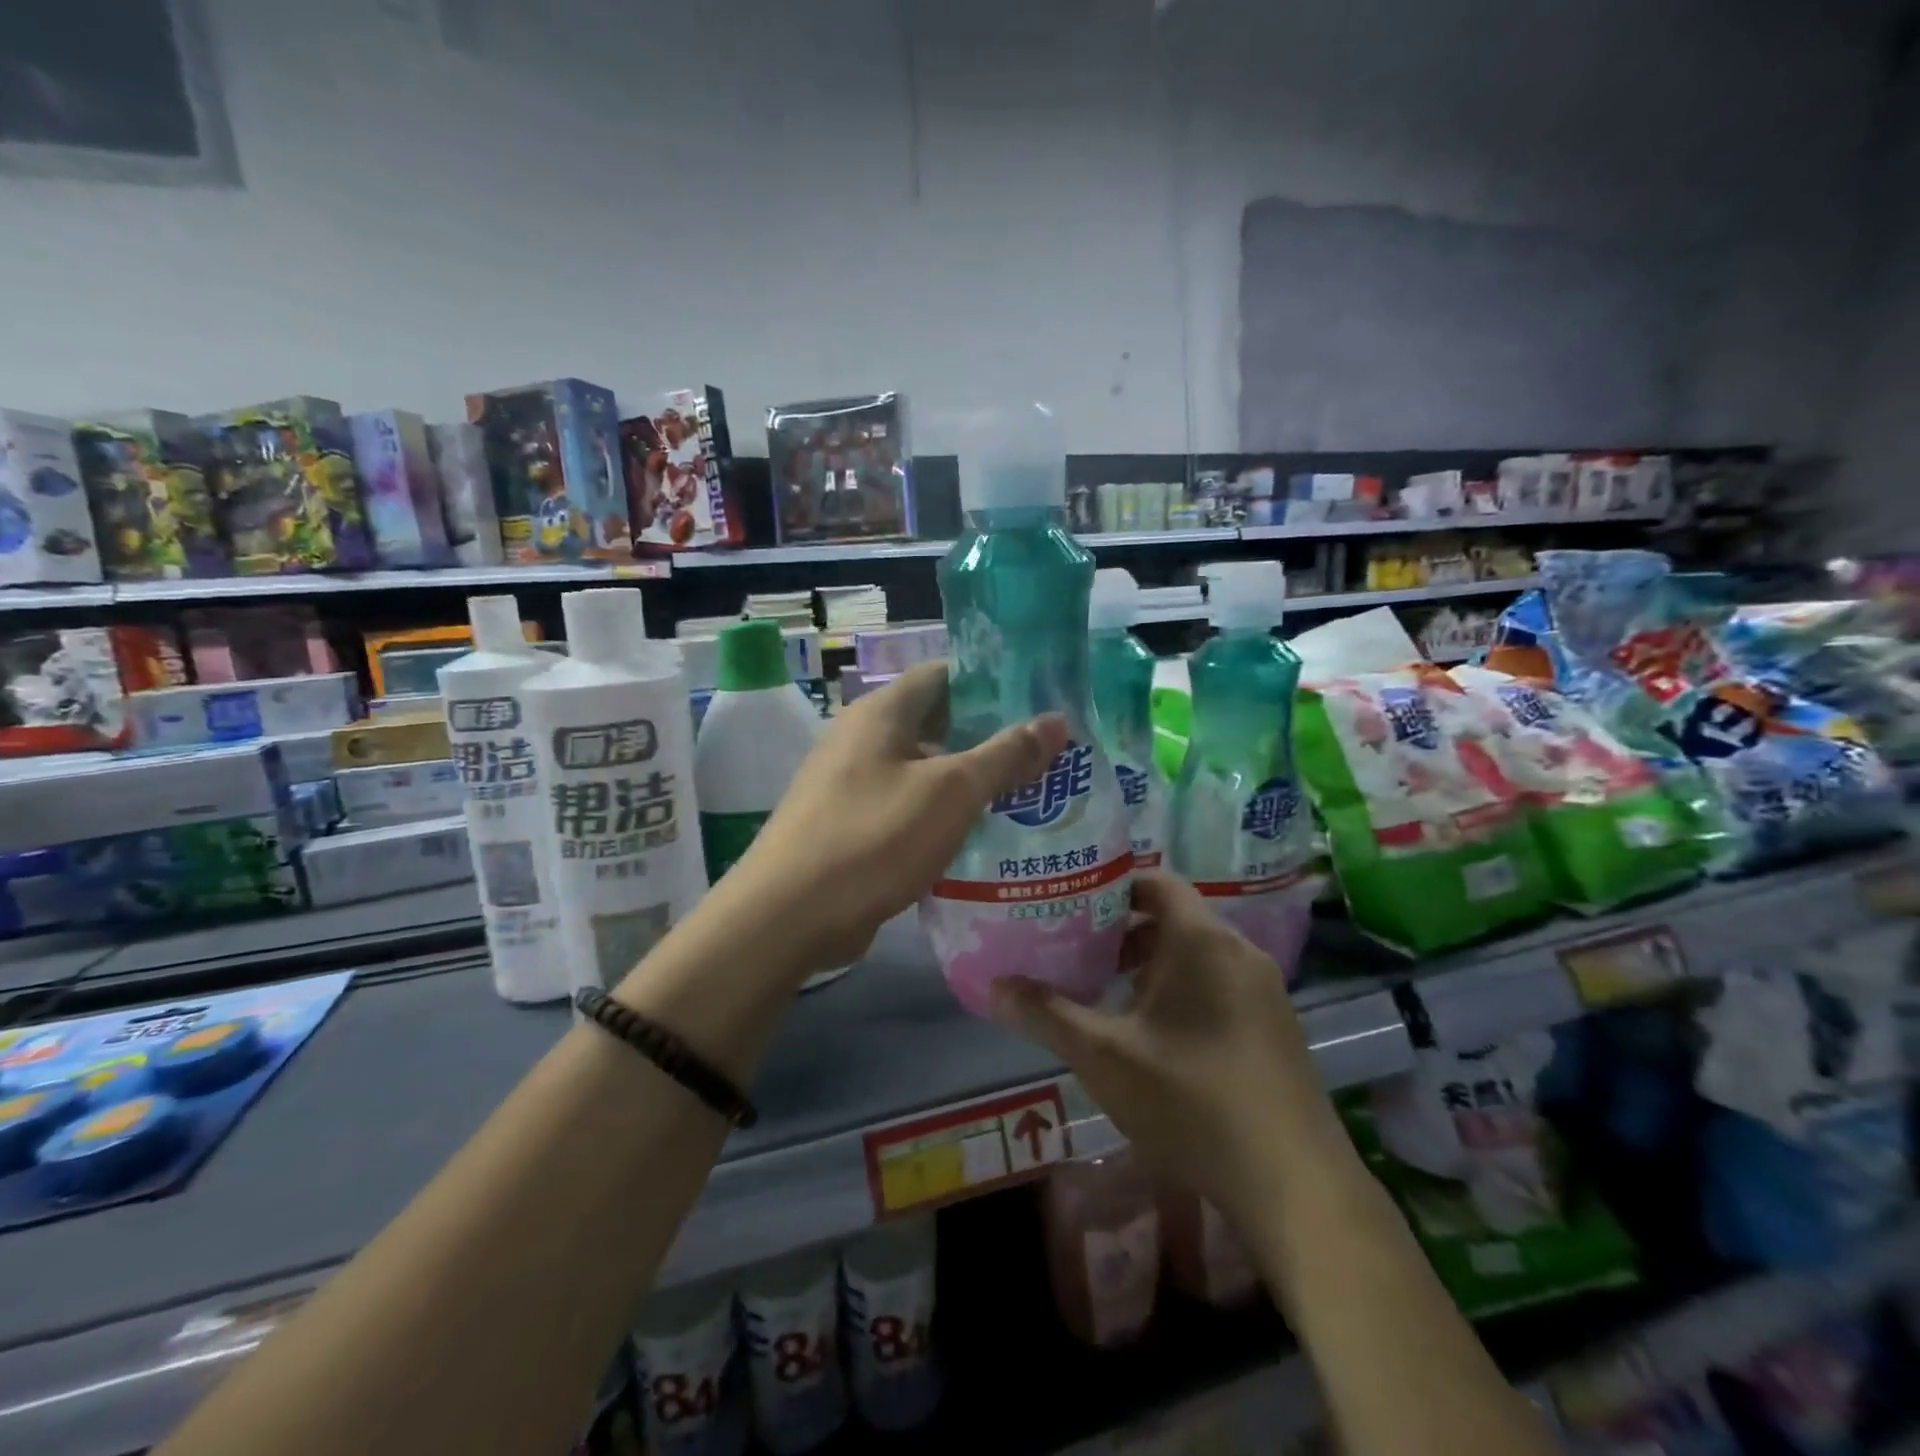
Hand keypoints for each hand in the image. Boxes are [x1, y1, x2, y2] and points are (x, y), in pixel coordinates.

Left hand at [729, 662, 1067, 975]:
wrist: (788, 917)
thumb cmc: (873, 838)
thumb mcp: (950, 792)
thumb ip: (1005, 755)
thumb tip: (1056, 721)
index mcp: (882, 713)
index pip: (944, 674)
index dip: (992, 681)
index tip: (1040, 701)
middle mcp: (864, 739)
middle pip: (938, 723)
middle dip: (990, 737)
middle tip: (1046, 755)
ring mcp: (854, 784)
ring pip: (925, 770)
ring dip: (970, 781)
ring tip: (1029, 795)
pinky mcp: (853, 826)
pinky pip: (909, 808)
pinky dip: (943, 815)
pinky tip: (982, 836)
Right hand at [989, 872, 1349, 1229]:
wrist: (1295, 1185)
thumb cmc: (1191, 1101)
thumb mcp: (1105, 1057)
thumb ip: (1047, 1015)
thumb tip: (994, 986)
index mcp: (1201, 939)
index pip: (1156, 881)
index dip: (1112, 886)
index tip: (1072, 905)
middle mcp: (1238, 950)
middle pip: (1174, 916)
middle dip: (1123, 931)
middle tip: (1077, 951)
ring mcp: (1264, 988)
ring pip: (1197, 953)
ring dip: (1152, 964)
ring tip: (1107, 993)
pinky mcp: (1276, 1024)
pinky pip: (1220, 982)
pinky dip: (1183, 988)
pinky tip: (1156, 1035)